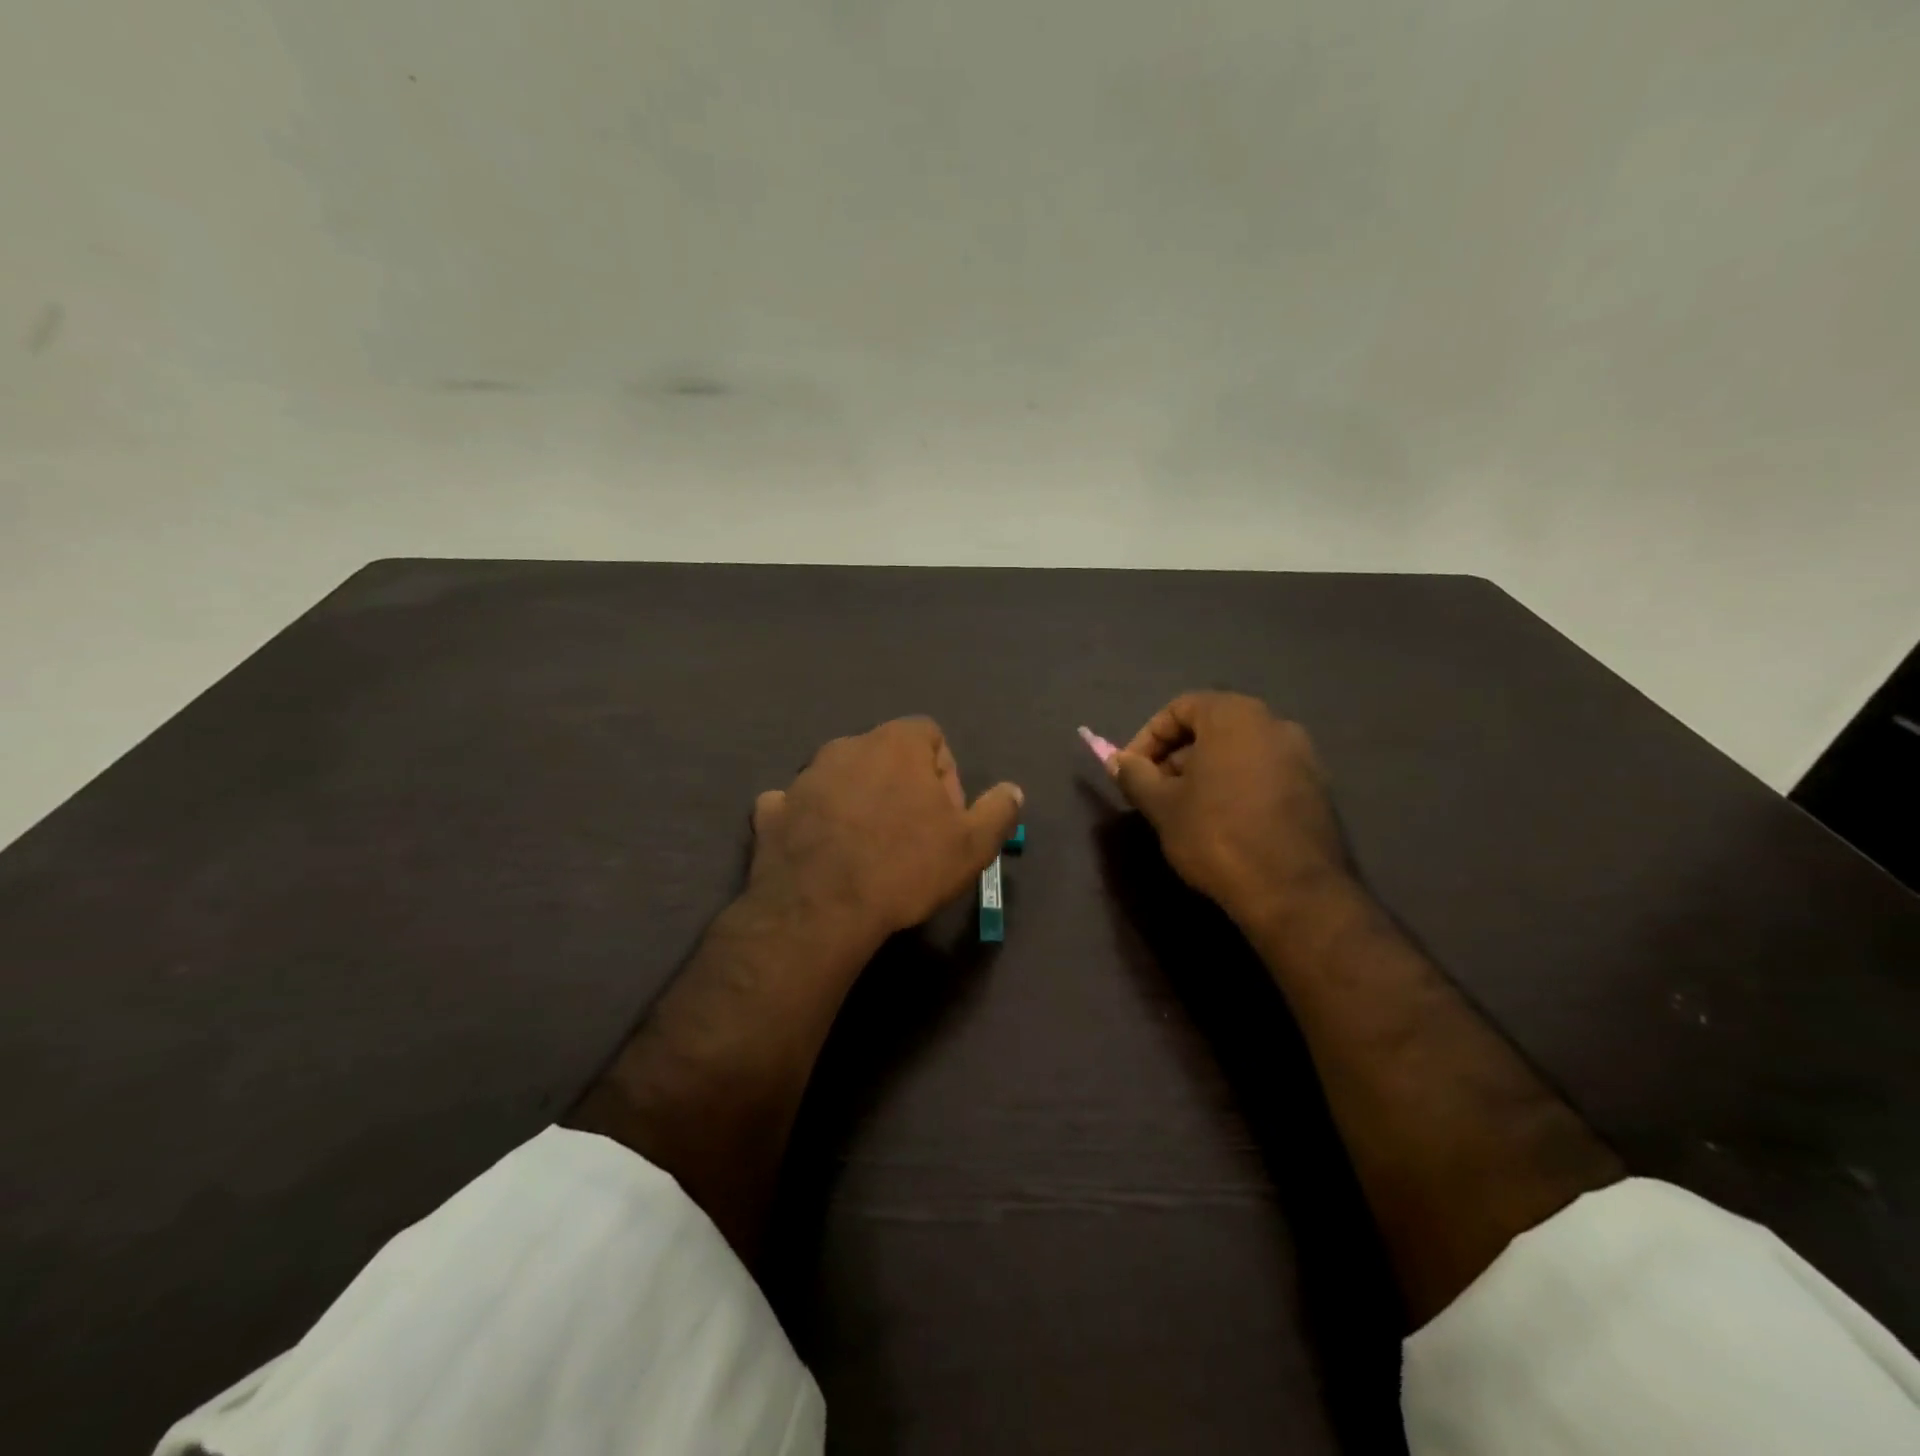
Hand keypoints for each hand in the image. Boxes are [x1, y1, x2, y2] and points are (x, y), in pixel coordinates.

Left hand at [747, 717, 1023, 953]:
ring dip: (856, 802)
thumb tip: (1012, 790)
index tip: (945, 815)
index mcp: (896, 743)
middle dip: (901, 787)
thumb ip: (998, 811)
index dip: (944, 774)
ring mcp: (804, 777)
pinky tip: (819, 853)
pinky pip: (796, 806)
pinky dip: (809, 821)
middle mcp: (847, 746)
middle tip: (910, 835)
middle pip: (884, 756)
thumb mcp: (972, 846)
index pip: (930, 735)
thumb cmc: (906, 868)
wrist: (822, 909)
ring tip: (865, 850)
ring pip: (841, 779)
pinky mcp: (772, 810)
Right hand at [1109, 692, 1353, 927]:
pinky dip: (1236, 786)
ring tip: (1184, 810)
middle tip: (1155, 791)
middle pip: (1211, 727)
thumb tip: (1117, 762)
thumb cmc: (1217, 836)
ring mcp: (1302, 756)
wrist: (1292, 891)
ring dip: (1205, 772)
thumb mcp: (1162, 806)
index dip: (1147, 737)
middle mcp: (1274, 724)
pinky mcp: (1316, 788)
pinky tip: (1222, 822)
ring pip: (1238, 751)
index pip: (1179, 708)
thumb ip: (1135, 775)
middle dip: (1176, 756)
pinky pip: (1263, 773)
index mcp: (1235, 716)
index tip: (1131, 771)